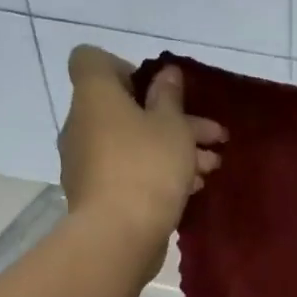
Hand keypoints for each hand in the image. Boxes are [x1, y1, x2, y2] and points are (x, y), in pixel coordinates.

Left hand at [59, 44, 224, 269]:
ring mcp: (86, 162)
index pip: (93, 60)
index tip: (158, 91)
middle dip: (173, 120)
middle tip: (214, 136)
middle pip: (125, 108)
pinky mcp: (96, 194)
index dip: (126, 68)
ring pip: (132, 143)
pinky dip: (156, 174)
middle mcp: (82, 124)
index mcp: (95, 96)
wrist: (118, 236)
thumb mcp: (172, 127)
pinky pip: (128, 172)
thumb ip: (170, 98)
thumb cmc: (147, 168)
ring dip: (173, 150)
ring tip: (211, 168)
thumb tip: (166, 74)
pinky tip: (190, 189)